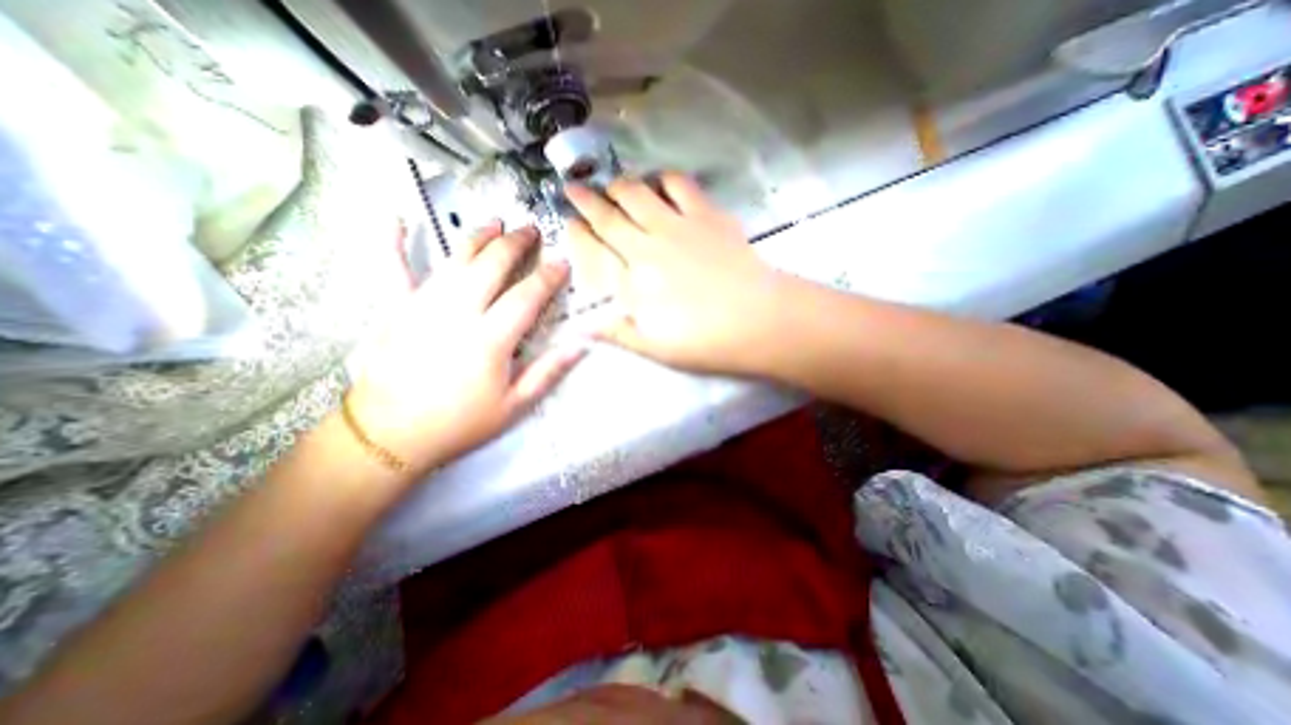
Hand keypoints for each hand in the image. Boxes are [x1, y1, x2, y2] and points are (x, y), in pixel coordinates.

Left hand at [341, 224, 586, 472]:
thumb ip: (548, 372)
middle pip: (492, 266)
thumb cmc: (460, 423)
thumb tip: (581, 345)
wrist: (391, 436)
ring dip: (478, 237)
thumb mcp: (514, 406)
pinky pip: (391, 268)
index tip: (562, 261)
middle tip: (531, 230)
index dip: (548, 276)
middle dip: (515, 244)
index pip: (527, 296)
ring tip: (495, 222)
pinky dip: (392, 241)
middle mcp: (458, 312)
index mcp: (490, 339)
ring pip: (455, 260)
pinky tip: (396, 217)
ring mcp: (422, 306)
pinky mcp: (394, 308)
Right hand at [569, 170, 792, 374]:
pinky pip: (679, 185)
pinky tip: (660, 182)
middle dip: (586, 200)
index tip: (567, 220)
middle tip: (574, 188)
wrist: (758, 320)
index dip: (577, 232)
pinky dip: (664, 179)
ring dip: (619, 186)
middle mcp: (647, 247)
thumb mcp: (655, 348)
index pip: (595, 250)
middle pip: (609, 216)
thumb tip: (579, 327)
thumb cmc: (705, 341)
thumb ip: (617, 333)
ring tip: (612, 184)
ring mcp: (677, 226)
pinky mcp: (706, 215)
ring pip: (637, 194)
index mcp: (633, 282)